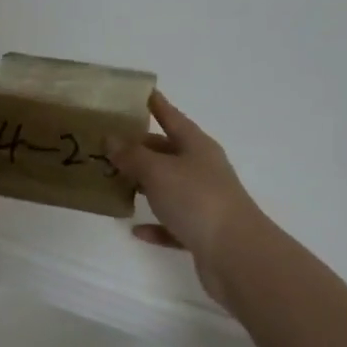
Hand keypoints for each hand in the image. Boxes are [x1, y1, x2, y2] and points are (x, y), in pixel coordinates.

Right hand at [107, 91, 271, 303]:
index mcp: (196, 146)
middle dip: (141, 148)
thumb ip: (133, 156)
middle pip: (168, 152)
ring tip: (114, 183)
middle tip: (109, 145)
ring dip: (144, 185)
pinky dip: (156, 224)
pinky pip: (173, 223)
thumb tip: (112, 139)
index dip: (156, 104)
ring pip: (169, 187)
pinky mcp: (202, 232)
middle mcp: (202, 169)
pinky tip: (135, 229)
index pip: (172, 116)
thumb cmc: (197, 200)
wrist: (236, 255)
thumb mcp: (158, 171)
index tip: (140, 92)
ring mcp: (204, 201)